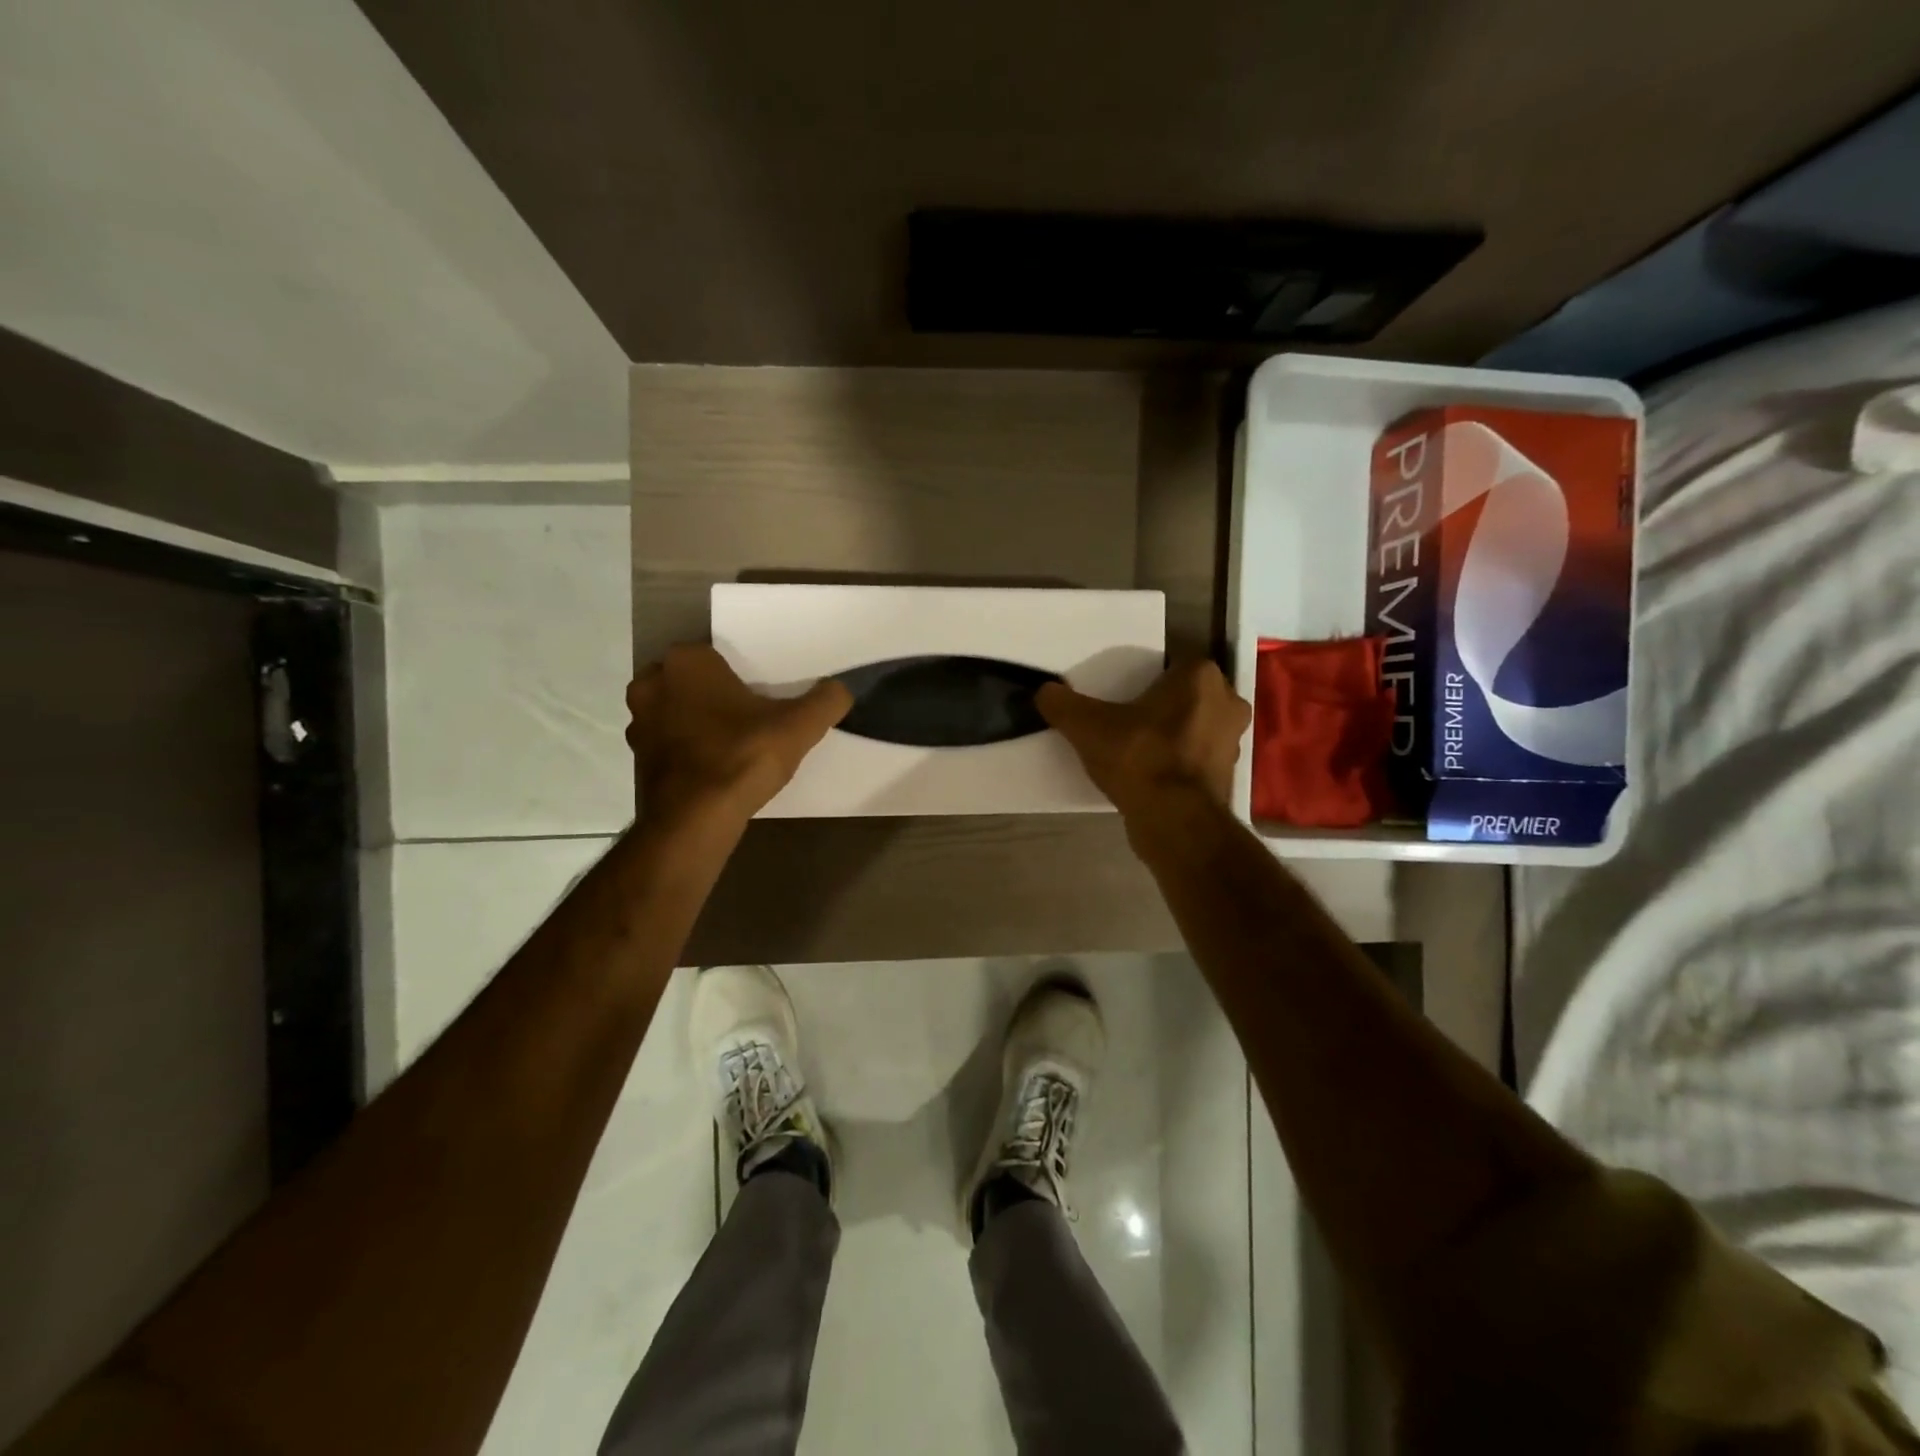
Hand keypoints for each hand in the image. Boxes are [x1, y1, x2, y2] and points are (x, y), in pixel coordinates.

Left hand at [627, 645, 850, 825]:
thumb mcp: (799, 726)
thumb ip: (826, 700)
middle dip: (715, 694)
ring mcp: (638, 722)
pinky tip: (714, 766)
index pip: (716, 654)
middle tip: (749, 715)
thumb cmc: (742, 757)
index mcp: (687, 662)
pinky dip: (686, 749)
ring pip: (676, 710)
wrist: (695, 820)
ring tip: (732, 741)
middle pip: (693, 681)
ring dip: (697, 721)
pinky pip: (668, 742)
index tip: (761, 695)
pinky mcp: (637, 758)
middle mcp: (652, 683)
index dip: (740, 674)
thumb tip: (841, 689)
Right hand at [1037, 659, 1250, 818]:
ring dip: (1173, 733)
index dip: (1148, 676)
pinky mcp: (1227, 775)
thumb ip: (1062, 704)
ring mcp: (1233, 742)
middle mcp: (1227, 702)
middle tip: (1128, 718)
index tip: (1123, 692)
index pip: (1174, 662)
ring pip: (1196, 726)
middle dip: (1163, 704)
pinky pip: (1196, 757)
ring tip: (1137, 748)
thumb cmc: (1139, 759)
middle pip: (1187, 695)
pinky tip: (1150, 774)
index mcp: (1200, 677)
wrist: (1175, 822)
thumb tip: (1044, 692)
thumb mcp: (1086, 727)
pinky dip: (1178, 762)